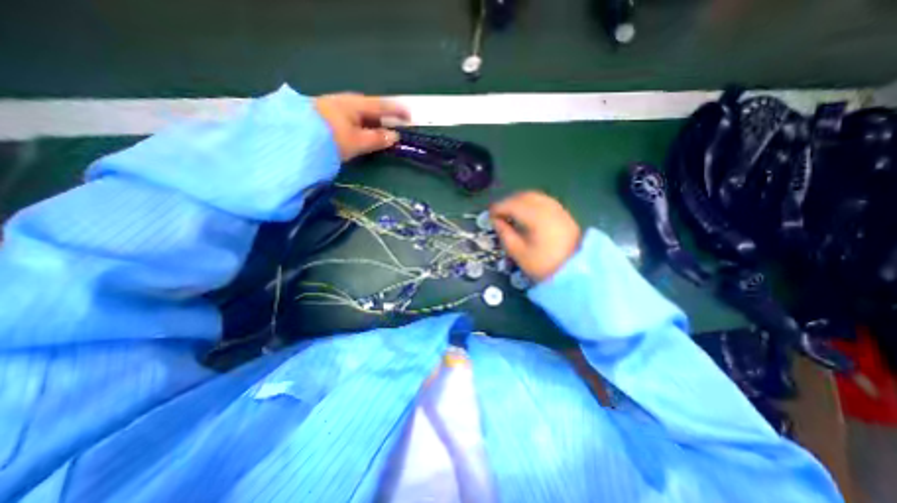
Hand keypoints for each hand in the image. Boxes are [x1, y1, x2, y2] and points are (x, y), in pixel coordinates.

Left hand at [313, 93, 409, 160]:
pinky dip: (359, 126)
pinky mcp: (324, 116)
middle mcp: (345, 101)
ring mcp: (332, 107)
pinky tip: (358, 134)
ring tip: (376, 135)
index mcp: (355, 105)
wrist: (292, 138)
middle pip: (369, 108)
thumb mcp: (358, 141)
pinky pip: (349, 118)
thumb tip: (395, 136)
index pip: (382, 106)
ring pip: (358, 114)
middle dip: (382, 117)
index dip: (397, 111)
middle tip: (392, 129)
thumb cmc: (330, 138)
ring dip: (370, 123)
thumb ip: (377, 139)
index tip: (410, 116)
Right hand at [490, 191, 581, 282]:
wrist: (575, 271)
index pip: (513, 205)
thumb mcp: (519, 253)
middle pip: (524, 196)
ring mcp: (558, 209)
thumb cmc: (543, 264)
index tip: (489, 215)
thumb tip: (495, 221)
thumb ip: (505, 234)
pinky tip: (525, 213)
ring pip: (534, 196)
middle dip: (508, 202)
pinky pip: (543, 200)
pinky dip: (530, 203)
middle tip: (498, 213)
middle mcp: (548, 208)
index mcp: (537, 218)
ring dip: (519, 201)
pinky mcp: (563, 213)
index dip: (498, 207)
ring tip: (509, 213)